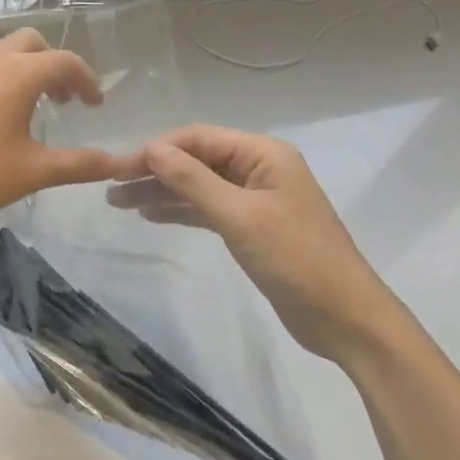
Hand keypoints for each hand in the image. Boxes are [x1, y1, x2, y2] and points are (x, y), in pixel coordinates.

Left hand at [0, 29, 140, 232]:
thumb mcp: (33, 171)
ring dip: (21, 64)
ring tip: (28, 100)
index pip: (65, 62)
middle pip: (31, 42)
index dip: (87, 80)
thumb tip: (122, 164)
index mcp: (18, 74)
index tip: (95, 106)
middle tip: (63, 100)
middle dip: (53, 64)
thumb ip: (80, 164)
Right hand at [107, 125, 402, 365]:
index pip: (199, 138)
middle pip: (196, 160)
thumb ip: (193, 180)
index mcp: (263, 154)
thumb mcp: (240, 217)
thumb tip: (150, 148)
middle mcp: (258, 168)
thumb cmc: (296, 260)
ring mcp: (255, 198)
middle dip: (155, 170)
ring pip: (198, 185)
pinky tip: (150, 215)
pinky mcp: (252, 227)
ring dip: (162, 191)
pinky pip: (207, 208)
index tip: (119, 166)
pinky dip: (180, 210)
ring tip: (119, 201)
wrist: (347, 321)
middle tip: (112, 185)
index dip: (157, 149)